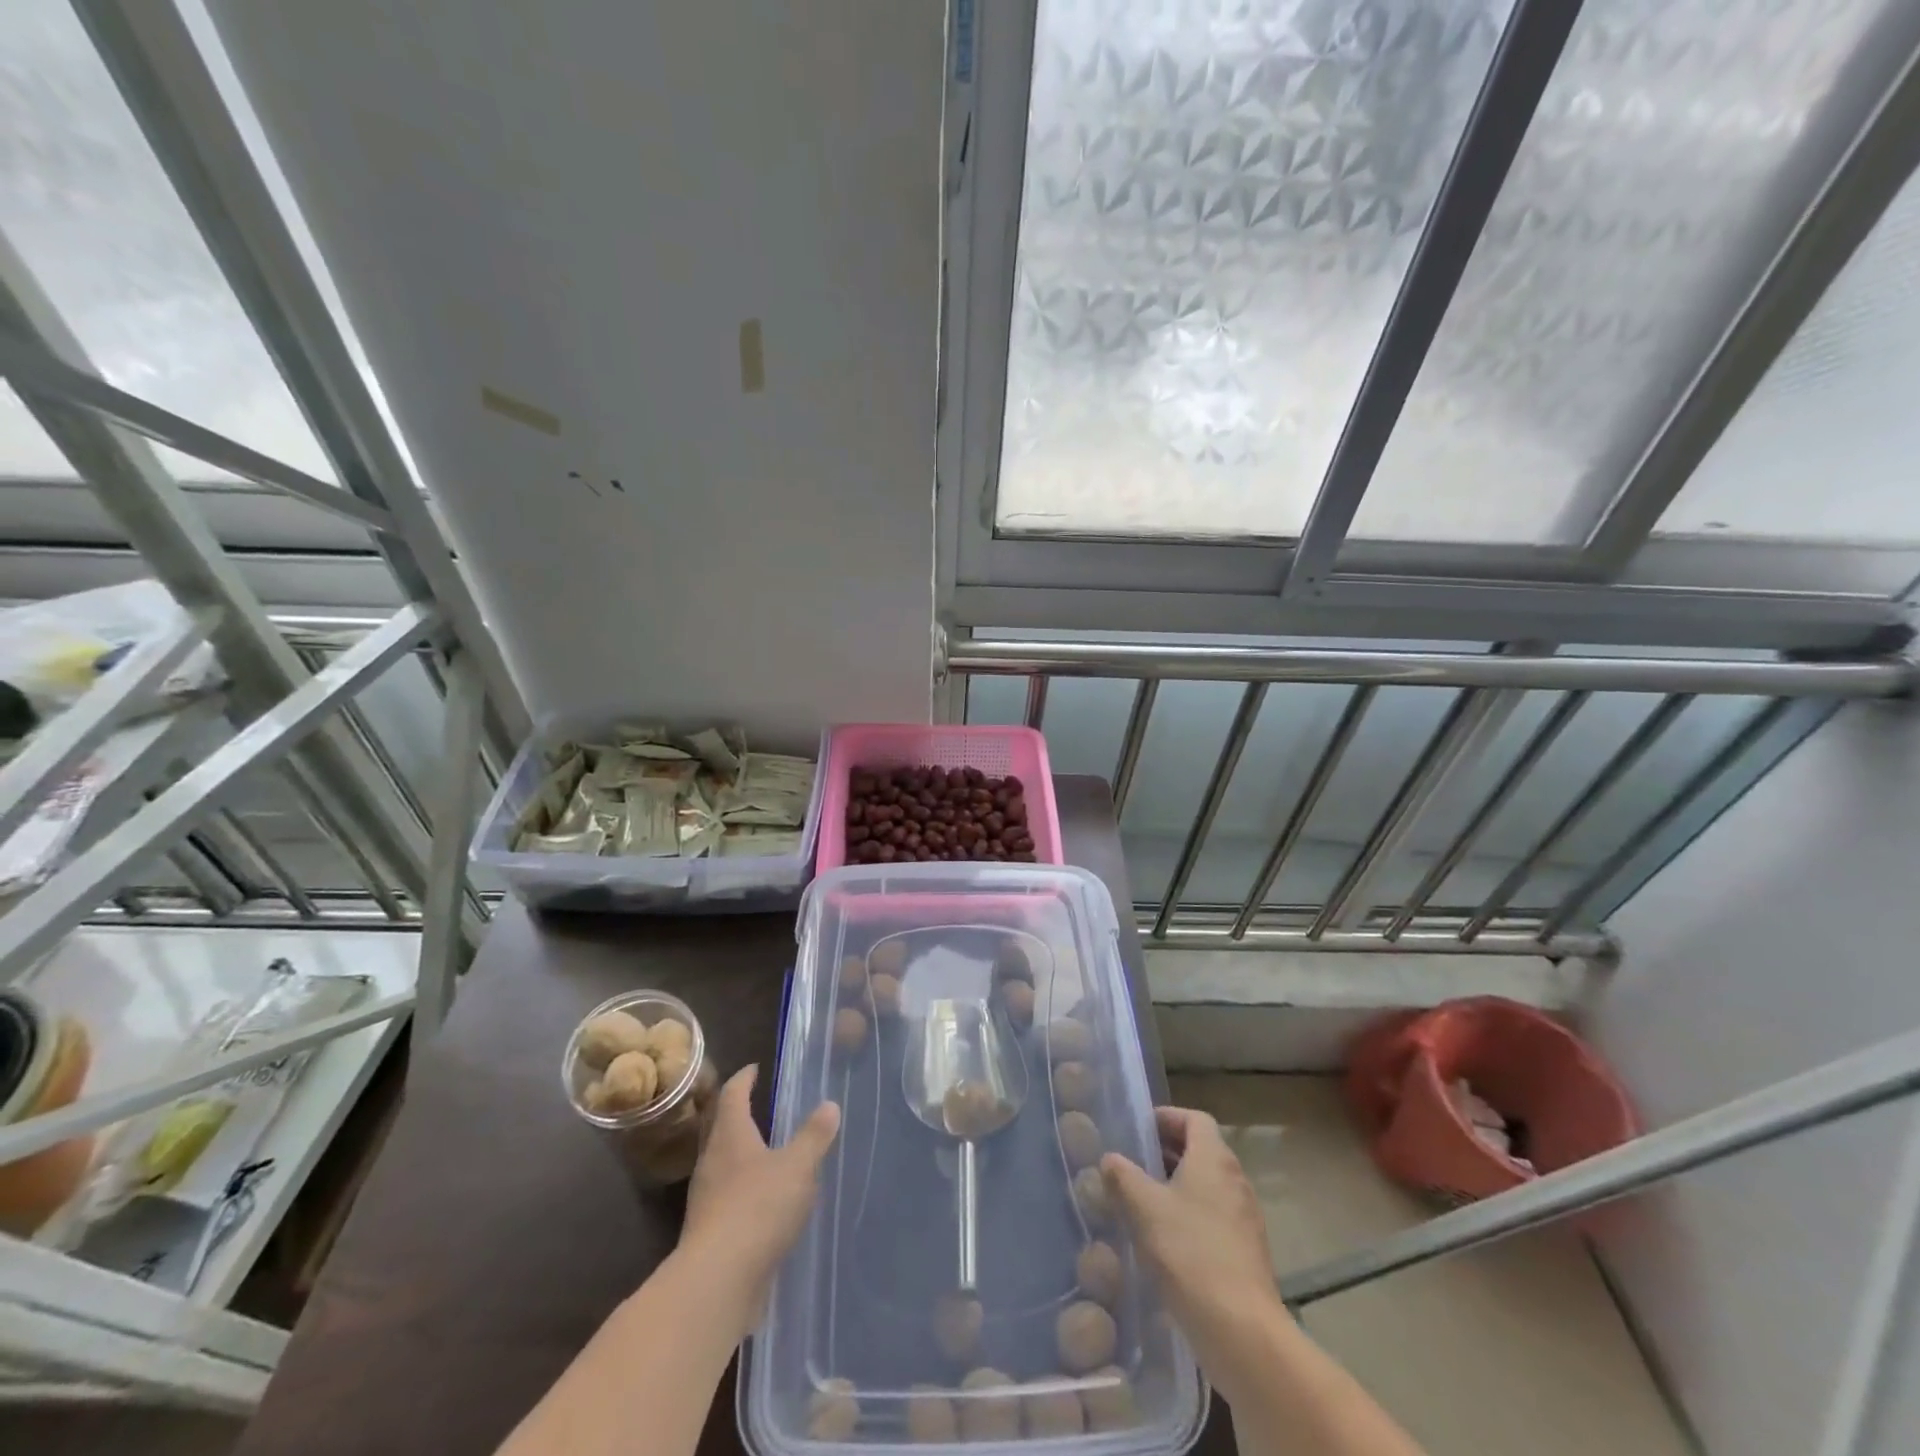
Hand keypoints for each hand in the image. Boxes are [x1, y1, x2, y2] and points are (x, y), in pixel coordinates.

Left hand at [680, 1066, 839, 1335]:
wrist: (717, 1281)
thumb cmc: (758, 1208)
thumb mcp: (797, 1167)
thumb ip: (814, 1136)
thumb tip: (829, 1105)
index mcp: (730, 1136)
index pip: (733, 1095)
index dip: (744, 1079)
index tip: (755, 1068)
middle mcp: (712, 1161)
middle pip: (721, 1128)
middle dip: (739, 1115)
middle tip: (760, 1106)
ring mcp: (706, 1199)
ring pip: (723, 1164)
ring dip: (741, 1154)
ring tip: (767, 1152)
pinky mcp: (709, 1232)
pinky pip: (726, 1197)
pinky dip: (743, 1190)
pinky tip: (764, 1202)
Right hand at [1100, 1106, 1291, 1399]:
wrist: (1241, 1330)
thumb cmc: (1189, 1253)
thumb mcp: (1143, 1207)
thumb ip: (1122, 1176)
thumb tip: (1110, 1159)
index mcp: (1214, 1158)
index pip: (1194, 1118)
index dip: (1167, 1118)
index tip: (1139, 1130)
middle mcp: (1235, 1179)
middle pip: (1201, 1150)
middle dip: (1167, 1153)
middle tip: (1134, 1165)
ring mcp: (1245, 1217)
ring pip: (1208, 1185)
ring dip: (1177, 1186)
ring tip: (1143, 1203)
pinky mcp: (1247, 1251)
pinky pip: (1215, 1217)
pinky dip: (1191, 1216)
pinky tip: (1165, 1242)